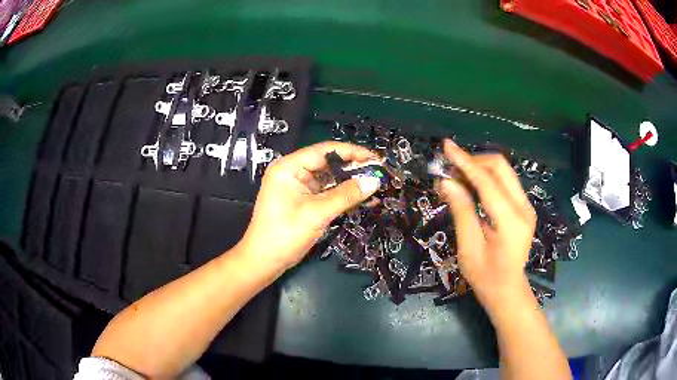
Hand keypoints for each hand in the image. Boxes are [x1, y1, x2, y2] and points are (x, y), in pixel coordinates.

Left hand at [236, 141, 380, 270]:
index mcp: (289, 167)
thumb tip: (375, 180)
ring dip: (350, 182)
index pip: (325, 151)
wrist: (264, 261)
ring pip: (329, 178)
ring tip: (375, 185)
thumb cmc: (285, 234)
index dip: (352, 153)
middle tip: (379, 173)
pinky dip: (342, 195)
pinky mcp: (302, 200)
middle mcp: (292, 172)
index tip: (376, 159)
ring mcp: (297, 187)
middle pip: (328, 163)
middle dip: (353, 168)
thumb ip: (346, 195)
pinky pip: (326, 192)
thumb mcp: (317, 213)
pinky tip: (361, 198)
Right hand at [436, 139, 535, 312]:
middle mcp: (524, 208)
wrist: (508, 290)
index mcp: (511, 221)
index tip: (446, 146)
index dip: (465, 162)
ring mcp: (526, 206)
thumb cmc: (485, 277)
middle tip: (449, 167)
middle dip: (474, 161)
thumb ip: (461, 212)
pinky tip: (471, 186)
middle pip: (500, 167)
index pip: (487, 182)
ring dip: (479, 168)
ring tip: (457, 177)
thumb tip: (446, 182)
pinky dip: (486, 178)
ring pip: (503, 171)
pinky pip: (504, 182)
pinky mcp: (524, 207)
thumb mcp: (468, 248)